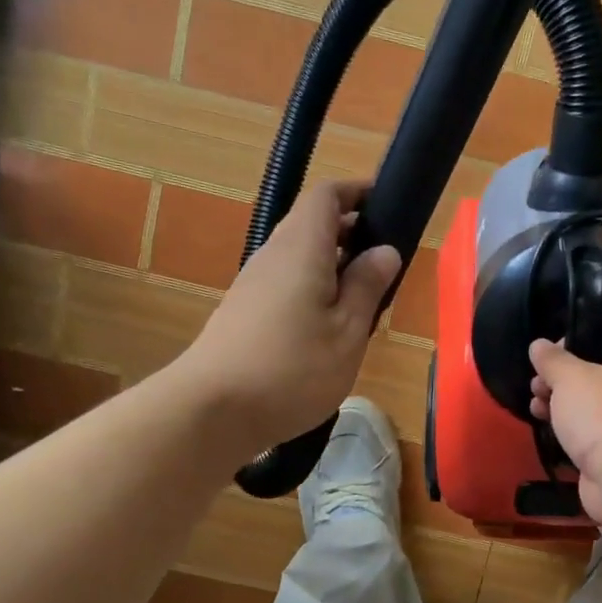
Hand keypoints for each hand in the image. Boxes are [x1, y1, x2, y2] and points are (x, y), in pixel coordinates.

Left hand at [179, 181, 400, 458]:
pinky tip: (327, 331)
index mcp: (302, 247)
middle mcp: (273, 255)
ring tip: (363, 303)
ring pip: (299, 258)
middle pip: (311, 224)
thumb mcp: (347, 332)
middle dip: (351, 234)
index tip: (389, 206)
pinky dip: (312, 291)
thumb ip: (367, 286)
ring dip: (333, 267)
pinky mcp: (243, 313)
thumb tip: (385, 250)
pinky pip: (285, 285)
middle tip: (385, 266)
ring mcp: (252, 285)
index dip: (357, 192)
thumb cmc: (292, 369)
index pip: (326, 194)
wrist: (212, 410)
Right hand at [528, 330, 601, 528]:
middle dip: (563, 376)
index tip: (556, 345)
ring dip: (561, 404)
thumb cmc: (601, 412)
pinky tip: (547, 429)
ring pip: (590, 405)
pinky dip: (569, 431)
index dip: (586, 336)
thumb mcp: (569, 377)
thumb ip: (552, 360)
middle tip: (537, 381)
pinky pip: (589, 433)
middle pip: (598, 372)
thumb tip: (539, 344)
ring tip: (534, 406)